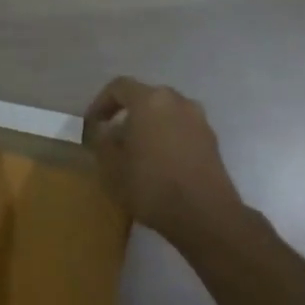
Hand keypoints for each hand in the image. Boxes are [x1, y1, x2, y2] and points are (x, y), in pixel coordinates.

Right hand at [82, 76, 241, 238]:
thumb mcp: (112, 166)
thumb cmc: (152, 185)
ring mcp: (198, 120)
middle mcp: (176, 101)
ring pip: (165, 114)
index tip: (92, 124)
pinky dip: (168, 139)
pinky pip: (182, 130)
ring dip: (149, 127)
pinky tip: (160, 165)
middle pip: (145, 98)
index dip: (101, 103)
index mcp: (149, 100)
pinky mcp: (212, 141)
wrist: (206, 216)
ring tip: (137, 153)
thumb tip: (105, 131)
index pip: (119, 87)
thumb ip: (102, 141)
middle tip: (113, 139)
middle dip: (126, 115)